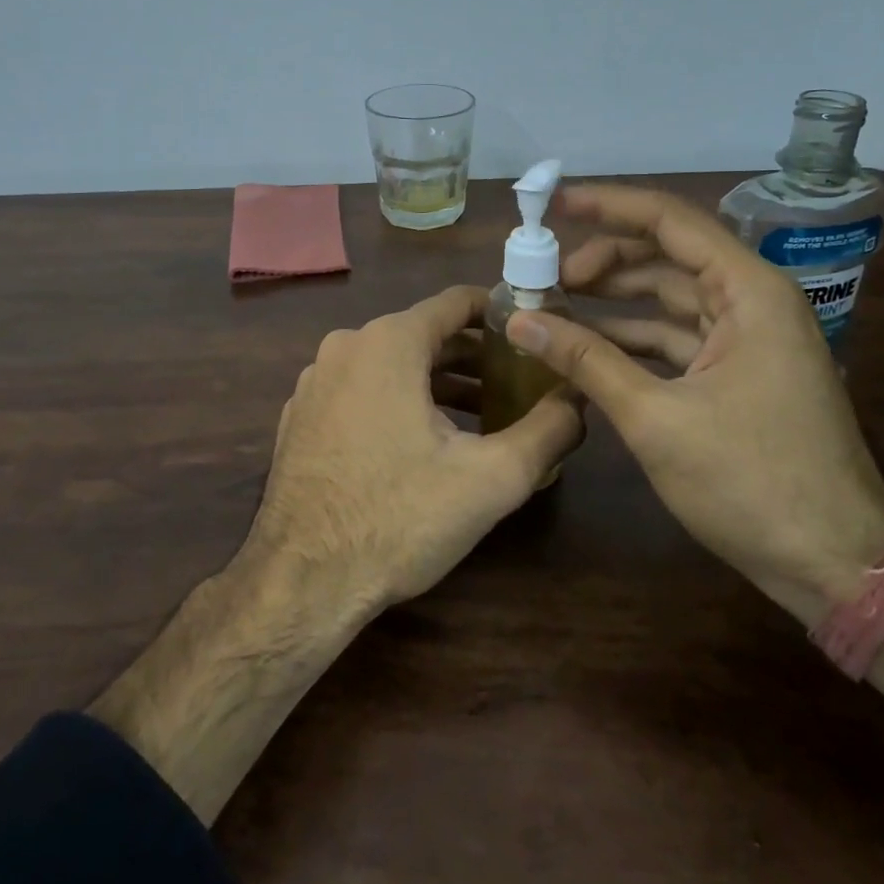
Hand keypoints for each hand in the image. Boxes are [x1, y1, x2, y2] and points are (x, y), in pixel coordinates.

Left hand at [248, 284, 582, 614]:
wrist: (302, 580)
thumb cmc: (399, 518)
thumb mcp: (491, 478)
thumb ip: (549, 429)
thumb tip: (582, 398)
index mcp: (388, 342)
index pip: (456, 303)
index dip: (502, 313)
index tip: (536, 333)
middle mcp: (345, 347)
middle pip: (425, 335)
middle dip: (476, 357)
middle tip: (521, 384)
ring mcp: (316, 381)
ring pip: (392, 365)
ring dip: (440, 384)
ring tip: (485, 417)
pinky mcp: (302, 416)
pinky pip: (361, 390)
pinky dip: (399, 401)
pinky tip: (425, 443)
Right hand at [505, 184, 883, 620]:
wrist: (834, 566)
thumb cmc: (751, 483)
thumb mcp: (655, 417)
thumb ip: (586, 360)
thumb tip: (519, 320)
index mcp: (748, 292)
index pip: (670, 221)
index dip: (606, 205)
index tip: (551, 201)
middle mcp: (752, 303)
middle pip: (666, 256)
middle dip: (602, 260)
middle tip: (543, 275)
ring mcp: (747, 341)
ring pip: (667, 299)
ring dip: (612, 301)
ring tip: (551, 305)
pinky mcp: (738, 376)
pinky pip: (675, 339)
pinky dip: (630, 339)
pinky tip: (585, 347)